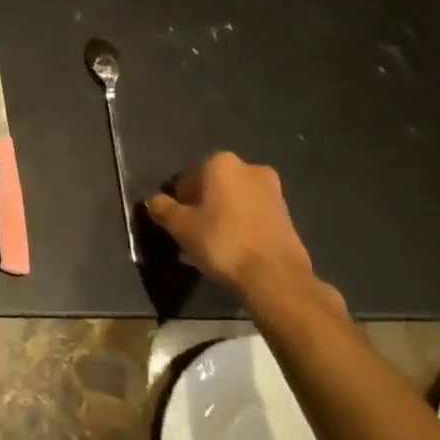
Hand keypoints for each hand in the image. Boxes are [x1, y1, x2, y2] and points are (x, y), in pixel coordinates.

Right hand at [147, 152, 322, 303]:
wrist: (275, 276)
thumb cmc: (222, 241)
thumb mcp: (180, 226)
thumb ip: (163, 208)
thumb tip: (153, 200)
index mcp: (222, 163)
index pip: (188, 178)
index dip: (178, 201)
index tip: (175, 223)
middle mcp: (250, 168)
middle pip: (213, 188)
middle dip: (200, 209)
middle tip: (190, 236)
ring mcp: (273, 192)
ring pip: (233, 203)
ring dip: (219, 219)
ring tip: (208, 249)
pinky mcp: (286, 215)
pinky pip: (251, 217)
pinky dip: (238, 228)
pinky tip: (230, 253)